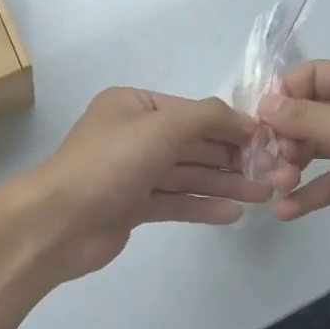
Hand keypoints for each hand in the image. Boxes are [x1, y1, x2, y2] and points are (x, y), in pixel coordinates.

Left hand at [0, 88, 271, 281]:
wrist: (56, 223)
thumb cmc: (109, 163)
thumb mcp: (162, 127)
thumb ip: (208, 118)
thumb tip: (247, 122)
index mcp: (133, 105)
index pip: (192, 111)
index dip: (231, 125)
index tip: (268, 140)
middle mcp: (133, 134)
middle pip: (193, 144)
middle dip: (232, 158)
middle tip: (273, 172)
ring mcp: (132, 172)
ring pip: (187, 174)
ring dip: (224, 183)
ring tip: (263, 195)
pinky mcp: (132, 206)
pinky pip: (175, 201)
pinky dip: (203, 205)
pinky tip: (233, 213)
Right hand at [257, 61, 329, 281]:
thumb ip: (306, 117)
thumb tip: (263, 104)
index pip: (314, 74)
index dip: (285, 92)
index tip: (259, 119)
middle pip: (311, 111)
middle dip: (287, 133)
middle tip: (269, 158)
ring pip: (317, 146)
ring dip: (294, 162)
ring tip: (278, 183)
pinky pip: (329, 180)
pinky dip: (308, 193)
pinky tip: (285, 209)